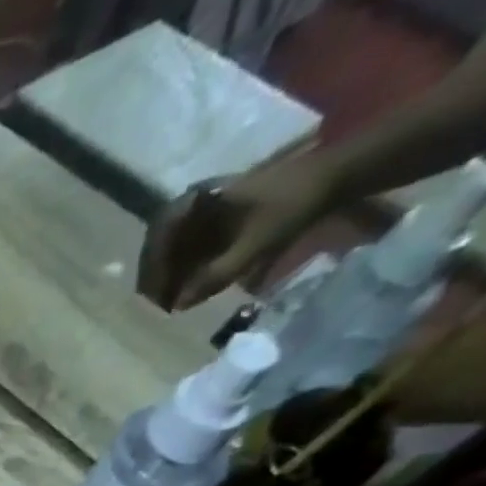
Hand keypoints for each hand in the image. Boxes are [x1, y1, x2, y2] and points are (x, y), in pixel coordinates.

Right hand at [138, 155, 337, 310]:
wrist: (331, 178)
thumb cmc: (292, 205)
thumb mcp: (256, 244)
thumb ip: (216, 275)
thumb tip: (179, 304)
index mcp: (197, 200)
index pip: (159, 239)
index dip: (153, 271)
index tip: (156, 298)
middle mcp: (193, 204)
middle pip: (160, 246)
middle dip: (158, 278)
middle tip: (160, 306)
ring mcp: (204, 212)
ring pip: (172, 250)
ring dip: (170, 277)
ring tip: (173, 303)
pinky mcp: (215, 221)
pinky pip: (189, 249)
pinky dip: (185, 271)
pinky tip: (190, 290)